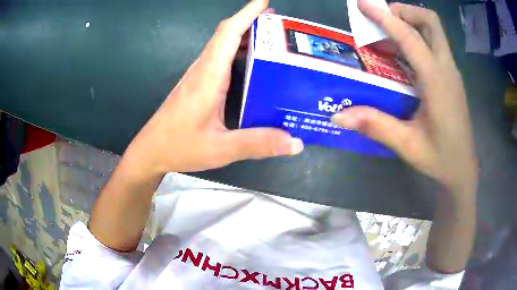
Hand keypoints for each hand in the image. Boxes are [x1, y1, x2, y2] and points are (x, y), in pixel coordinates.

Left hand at [126, 0, 302, 173]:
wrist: (151, 151)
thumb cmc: (179, 146)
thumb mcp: (221, 149)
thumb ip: (257, 144)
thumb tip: (295, 143)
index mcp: (208, 76)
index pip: (228, 34)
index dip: (246, 14)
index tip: (264, 2)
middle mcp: (202, 70)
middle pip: (226, 35)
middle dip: (251, 22)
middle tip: (278, 24)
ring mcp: (198, 76)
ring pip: (222, 46)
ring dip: (244, 36)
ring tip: (270, 39)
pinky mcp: (197, 85)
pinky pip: (218, 59)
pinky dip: (236, 52)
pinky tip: (250, 63)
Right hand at [332, 1, 477, 194]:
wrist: (463, 169)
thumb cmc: (441, 158)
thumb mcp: (408, 145)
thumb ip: (376, 126)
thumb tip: (339, 116)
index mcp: (437, 82)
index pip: (410, 37)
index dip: (385, 17)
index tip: (363, 4)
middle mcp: (447, 69)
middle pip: (430, 22)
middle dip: (404, 12)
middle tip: (382, 20)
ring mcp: (451, 72)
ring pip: (434, 31)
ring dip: (410, 23)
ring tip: (386, 35)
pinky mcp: (450, 77)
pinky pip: (434, 45)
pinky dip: (416, 39)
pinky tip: (402, 56)